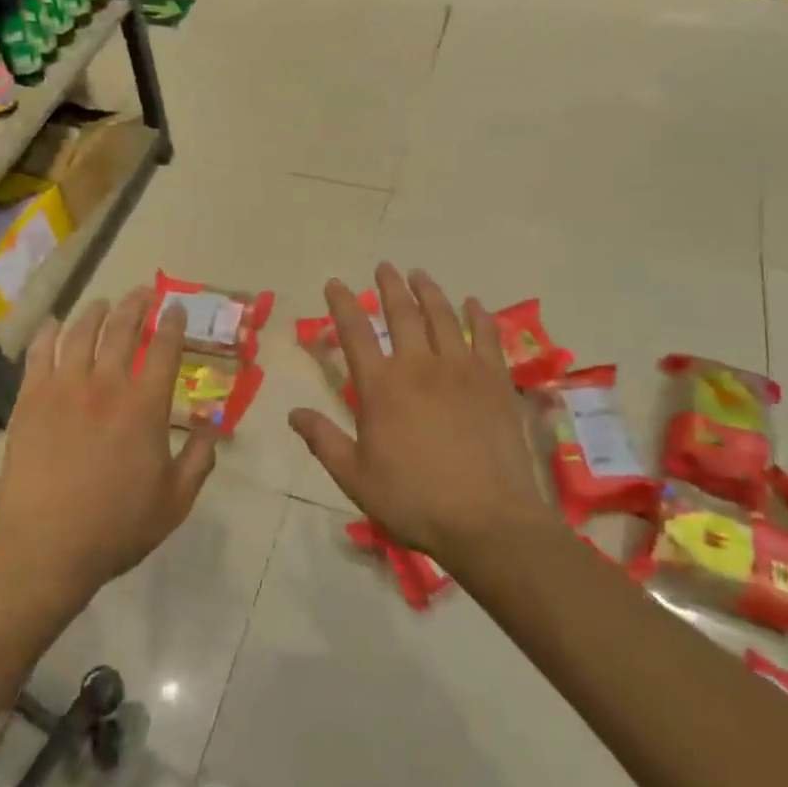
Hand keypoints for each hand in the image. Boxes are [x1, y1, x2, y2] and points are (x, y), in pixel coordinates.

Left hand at [0, 288, 216, 601]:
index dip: (172, 323)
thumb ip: (200, 457)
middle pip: (122, 329)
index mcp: (145, 406)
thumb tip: (211, 425)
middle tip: (143, 292)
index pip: (164, 349)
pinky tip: (54, 324)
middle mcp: (106, 385)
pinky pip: (39, 354)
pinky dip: (49, 333)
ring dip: (96, 312)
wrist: (47, 547)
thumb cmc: (117, 526)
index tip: (175, 308)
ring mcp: (63, 389)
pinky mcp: (30, 400)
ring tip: (103, 303)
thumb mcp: (176, 500)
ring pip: (81, 333)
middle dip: (136, 305)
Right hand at [289, 265, 543, 567]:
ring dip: (429, 291)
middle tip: (384, 267)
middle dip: (389, 286)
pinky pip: (486, 337)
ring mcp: (461, 369)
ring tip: (419, 274)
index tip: (334, 283)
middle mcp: (418, 366)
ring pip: (442, 317)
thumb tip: (292, 413)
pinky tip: (473, 303)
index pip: (354, 332)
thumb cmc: (413, 500)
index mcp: (381, 387)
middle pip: (401, 313)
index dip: (342, 304)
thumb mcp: (354, 477)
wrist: (486, 519)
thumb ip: (323, 440)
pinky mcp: (495, 381)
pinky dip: (478, 316)